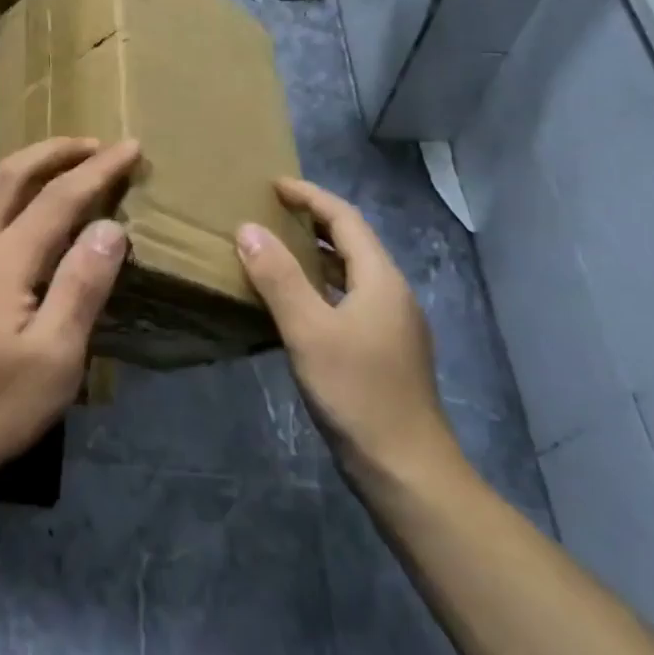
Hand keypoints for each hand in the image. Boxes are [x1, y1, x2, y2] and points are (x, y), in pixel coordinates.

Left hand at [0, 137, 140, 484]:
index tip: (131, 147)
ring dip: (29, 165)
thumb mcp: (56, 354)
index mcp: (4, 259)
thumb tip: (111, 225)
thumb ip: (82, 284)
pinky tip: (26, 206)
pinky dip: (12, 188)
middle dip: (55, 151)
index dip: (98, 170)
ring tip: (64, 161)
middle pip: (11, 176)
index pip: (58, 197)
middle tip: (95, 143)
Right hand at [235, 178, 460, 492]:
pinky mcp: (383, 351)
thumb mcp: (309, 330)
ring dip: (315, 255)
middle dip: (312, 221)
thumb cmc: (357, 392)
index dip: (310, 196)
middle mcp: (391, 294)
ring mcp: (391, 325)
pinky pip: (347, 300)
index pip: (344, 219)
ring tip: (275, 250)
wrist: (406, 469)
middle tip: (269, 213)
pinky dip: (319, 287)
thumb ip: (278, 277)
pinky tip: (294, 304)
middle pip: (351, 243)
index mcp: (380, 280)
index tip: (273, 185)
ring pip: (350, 274)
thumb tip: (247, 229)